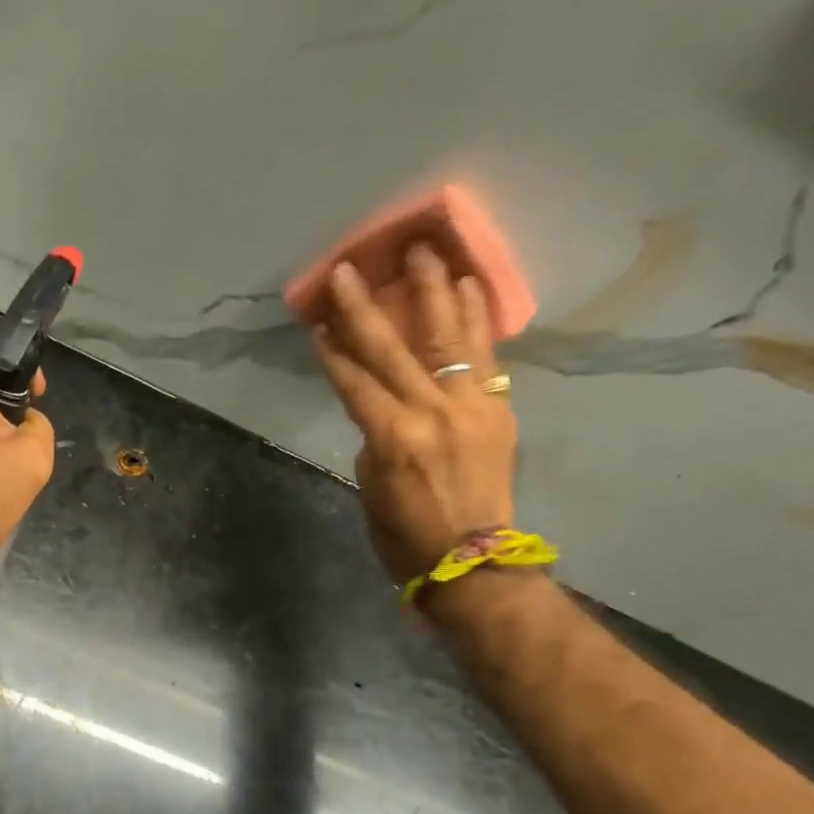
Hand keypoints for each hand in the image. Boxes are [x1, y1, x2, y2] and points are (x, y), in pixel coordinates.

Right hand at [305, 249, 516, 584]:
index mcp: (391, 438)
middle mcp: (430, 412)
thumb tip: (384, 409)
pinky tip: (470, 287)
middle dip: (364, 307)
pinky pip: (485, 357)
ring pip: (447, 338)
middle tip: (349, 268)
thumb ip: (375, 440)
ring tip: (425, 251)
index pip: (353, 381)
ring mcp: (469, 408)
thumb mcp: (371, 490)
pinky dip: (477, 319)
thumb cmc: (406, 537)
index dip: (332, 350)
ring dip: (433, 292)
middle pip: (390, 350)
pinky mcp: (497, 411)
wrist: (474, 562)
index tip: (316, 320)